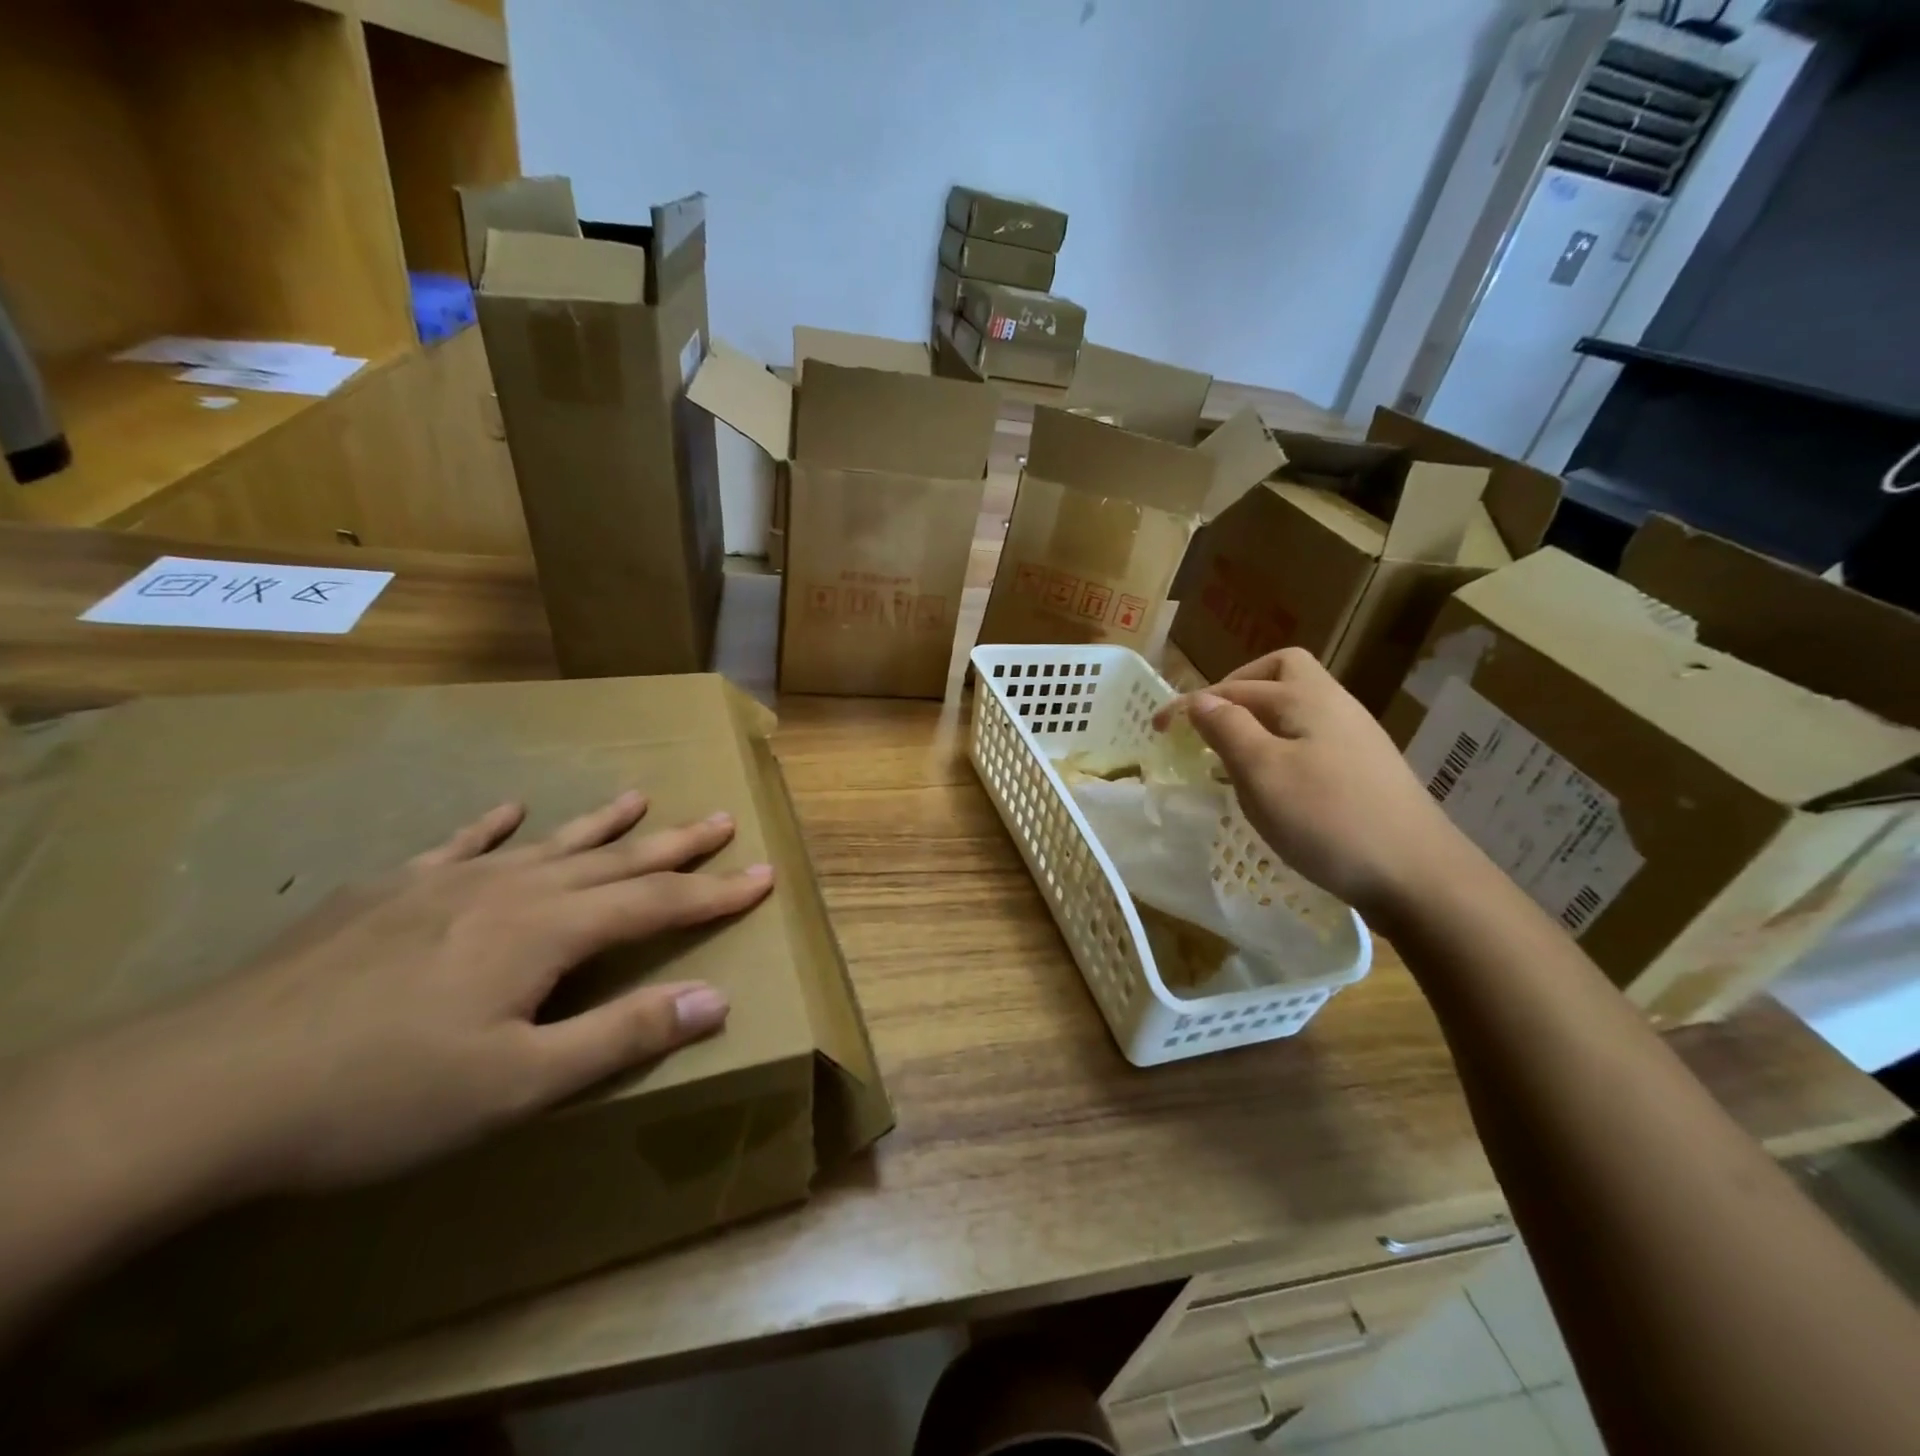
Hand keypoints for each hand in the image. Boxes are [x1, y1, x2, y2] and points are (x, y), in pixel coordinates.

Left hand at [124, 791, 772, 1197]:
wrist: (200, 1090)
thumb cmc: (378, 1097)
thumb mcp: (515, 1086)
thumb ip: (620, 1036)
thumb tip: (714, 1000)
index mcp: (546, 932)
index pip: (656, 902)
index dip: (714, 891)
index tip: (762, 873)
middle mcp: (509, 890)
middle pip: (612, 860)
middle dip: (674, 844)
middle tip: (719, 818)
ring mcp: (444, 883)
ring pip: (547, 844)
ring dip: (600, 824)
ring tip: (639, 798)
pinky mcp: (387, 892)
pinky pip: (458, 846)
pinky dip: (493, 828)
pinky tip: (507, 811)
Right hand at [1153, 648, 1464, 921]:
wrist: (1419, 876)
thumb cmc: (1329, 819)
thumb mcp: (1263, 772)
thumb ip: (1227, 729)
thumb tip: (1200, 700)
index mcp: (1307, 698)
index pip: (1238, 683)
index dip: (1194, 700)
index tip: (1160, 727)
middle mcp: (1334, 706)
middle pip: (1279, 675)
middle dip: (1235, 692)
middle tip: (1206, 725)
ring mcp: (1355, 739)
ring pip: (1295, 710)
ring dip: (1256, 723)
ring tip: (1230, 757)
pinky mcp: (1364, 771)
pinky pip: (1309, 741)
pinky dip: (1279, 748)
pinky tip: (1271, 785)